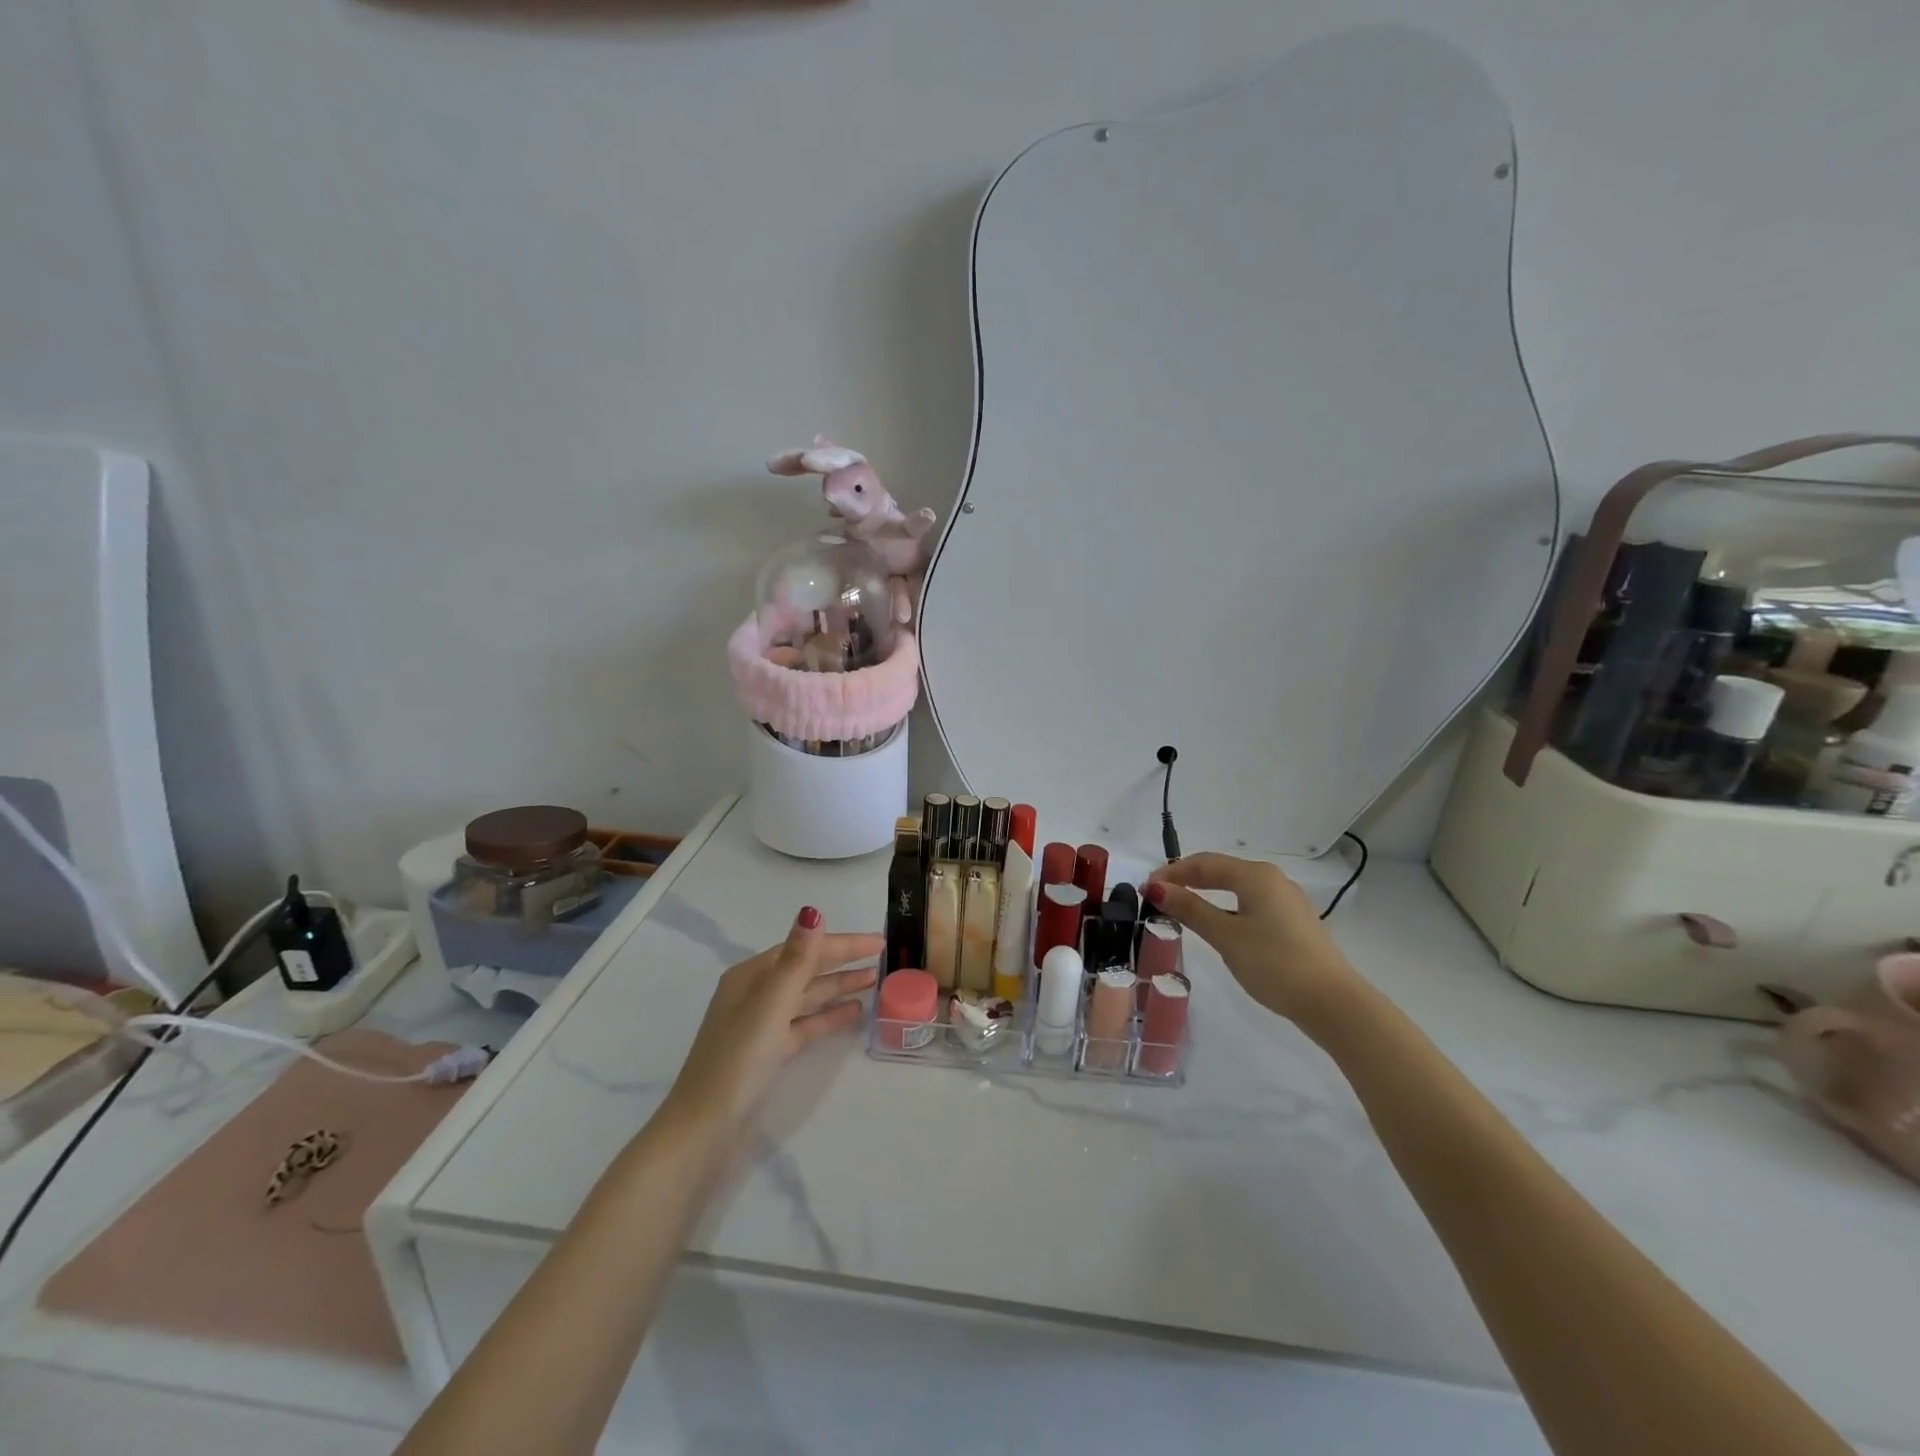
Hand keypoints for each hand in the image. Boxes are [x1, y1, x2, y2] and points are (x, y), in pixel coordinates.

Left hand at [662, 908, 880, 1137]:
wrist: (706, 1129)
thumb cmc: (738, 1060)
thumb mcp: (771, 1005)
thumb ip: (797, 960)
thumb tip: (812, 911)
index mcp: (751, 976)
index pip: (803, 948)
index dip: (841, 943)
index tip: (878, 942)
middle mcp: (755, 994)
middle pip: (806, 969)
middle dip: (842, 961)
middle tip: (883, 956)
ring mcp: (761, 1025)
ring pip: (807, 996)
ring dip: (838, 987)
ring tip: (874, 980)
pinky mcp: (768, 1053)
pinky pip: (805, 1024)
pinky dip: (828, 1016)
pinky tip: (854, 1013)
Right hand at [1144, 853, 1357, 1025]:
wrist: (1332, 1002)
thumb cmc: (1274, 963)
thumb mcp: (1225, 936)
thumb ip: (1190, 909)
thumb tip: (1156, 888)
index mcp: (1255, 875)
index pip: (1204, 863)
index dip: (1172, 873)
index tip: (1145, 888)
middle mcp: (1273, 880)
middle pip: (1221, 870)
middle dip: (1188, 880)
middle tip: (1159, 896)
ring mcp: (1287, 901)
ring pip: (1237, 888)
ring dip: (1207, 894)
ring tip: (1183, 909)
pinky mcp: (1294, 923)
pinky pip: (1251, 903)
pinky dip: (1227, 907)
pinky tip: (1219, 925)